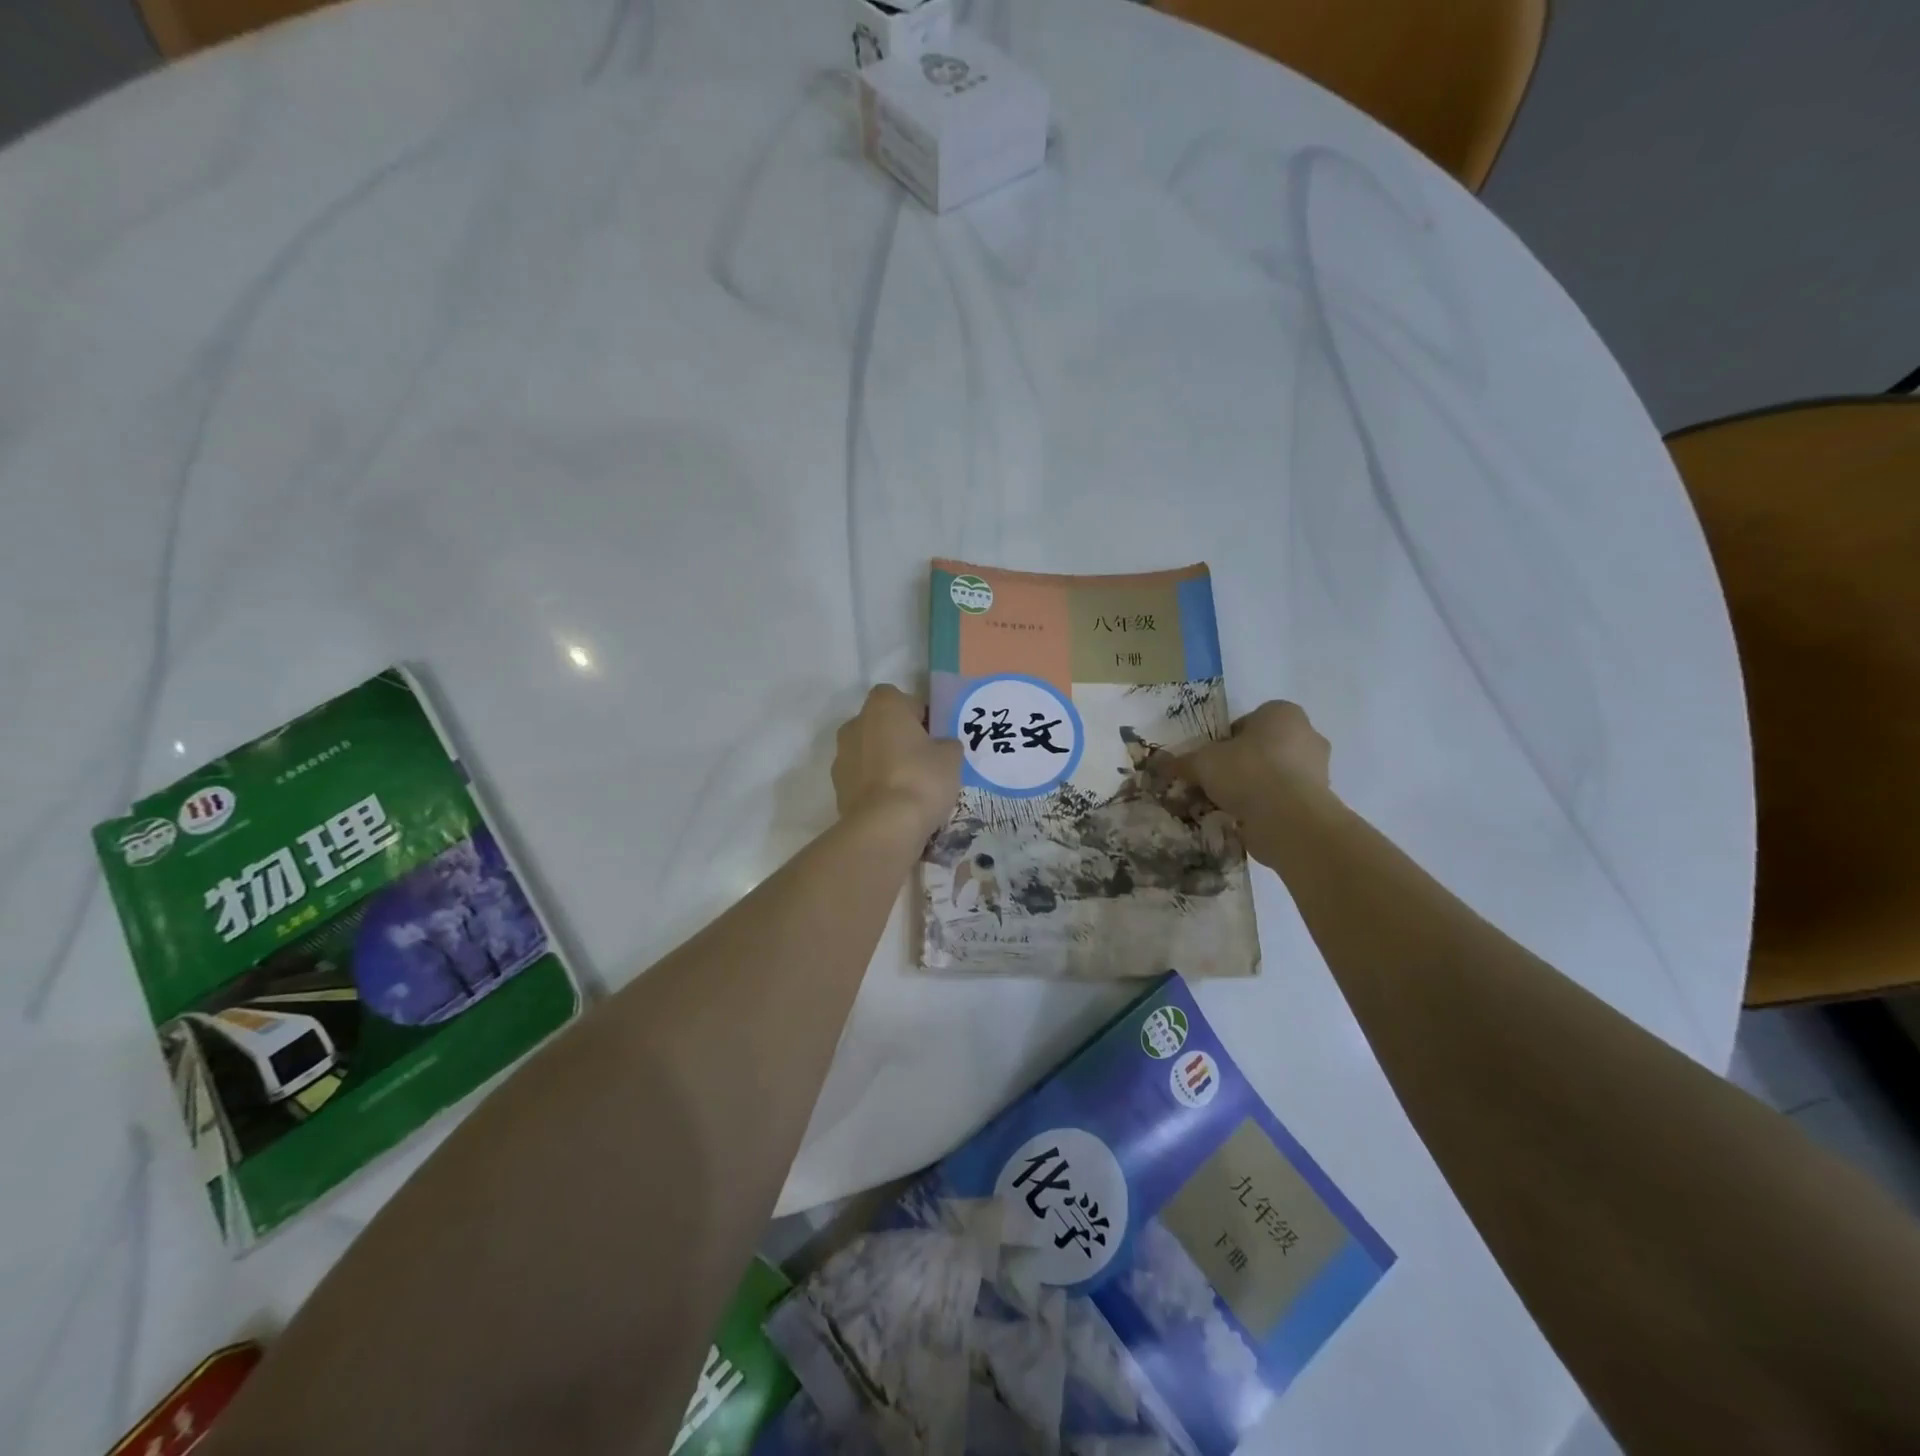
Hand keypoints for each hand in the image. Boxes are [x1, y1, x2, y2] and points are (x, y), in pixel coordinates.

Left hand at [832, 685, 962, 839]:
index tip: (933, 735)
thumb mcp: (951, 757)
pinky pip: (862, 778)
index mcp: (883, 706)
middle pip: (882, 724)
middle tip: (924, 760)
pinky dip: (875, 786)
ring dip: (885, 762)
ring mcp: (841, 756)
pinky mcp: (837, 787)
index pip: (901, 699)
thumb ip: (947, 744)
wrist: (884, 827)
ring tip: (910, 787)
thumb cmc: (921, 779)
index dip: (918, 714)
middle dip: (899, 738)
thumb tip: (942, 746)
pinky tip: (894, 804)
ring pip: (869, 752)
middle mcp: (855, 723)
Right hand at [1176, 700, 1331, 821]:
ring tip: (1225, 805)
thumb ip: (1183, 762)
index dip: (1222, 742)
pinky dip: (1265, 807)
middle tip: (1214, 783)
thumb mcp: (1202, 762)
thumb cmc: (1247, 772)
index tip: (1209, 761)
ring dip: (1251, 788)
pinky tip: (1243, 820)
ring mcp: (1318, 769)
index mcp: (1282, 713)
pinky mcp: (1319, 800)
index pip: (1246, 722)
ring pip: (1273, 775)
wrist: (1289, 819)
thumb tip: (1160, 764)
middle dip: (1238, 765)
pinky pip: (1283, 799)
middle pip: (1260, 749)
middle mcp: (1306, 735)